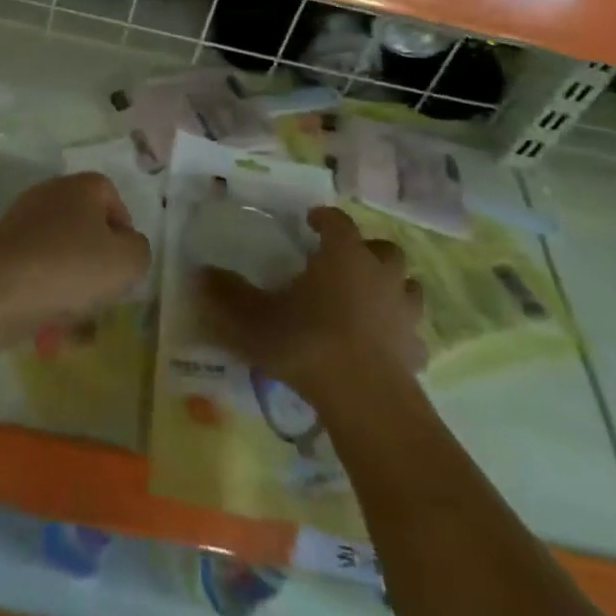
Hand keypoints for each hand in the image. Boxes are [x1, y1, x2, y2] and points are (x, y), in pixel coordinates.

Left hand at [0, 173, 150, 349]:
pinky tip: (51, 316)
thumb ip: (139, 250)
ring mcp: (21, 218)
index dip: (124, 229)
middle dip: (97, 255)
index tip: (125, 262)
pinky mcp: (1, 246)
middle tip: (104, 287)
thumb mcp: (127, 262)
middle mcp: (49, 192)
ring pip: (60, 247)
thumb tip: (129, 247)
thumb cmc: (70, 268)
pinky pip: (35, 264)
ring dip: (72, 275)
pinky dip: (46, 286)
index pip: (112, 196)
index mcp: (80, 186)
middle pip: (84, 222)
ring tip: (78, 312)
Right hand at [198, 206, 424, 403]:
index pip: (338, 221)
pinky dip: (402, 333)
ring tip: (370, 299)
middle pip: (384, 249)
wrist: (365, 398)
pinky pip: (413, 332)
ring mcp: (404, 312)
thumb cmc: (308, 343)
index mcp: (344, 254)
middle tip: (344, 262)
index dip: (324, 217)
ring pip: (407, 286)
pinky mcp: (416, 349)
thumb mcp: (254, 318)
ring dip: (391, 287)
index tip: (311, 221)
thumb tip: (199, 273)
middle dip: (367, 251)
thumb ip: (227, 294)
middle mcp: (379, 273)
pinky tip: (386, 345)